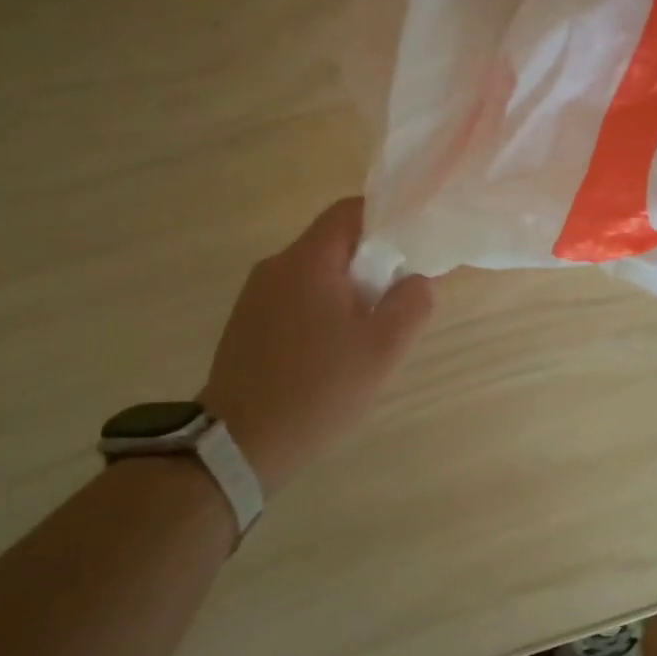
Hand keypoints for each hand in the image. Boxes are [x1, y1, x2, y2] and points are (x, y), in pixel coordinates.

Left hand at [201, 198, 432, 490]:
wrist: (240, 444)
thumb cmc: (318, 389)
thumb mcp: (382, 349)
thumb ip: (412, 304)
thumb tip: (416, 280)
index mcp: (307, 261)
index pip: (349, 211)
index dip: (385, 220)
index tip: (410, 250)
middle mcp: (275, 267)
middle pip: (332, 244)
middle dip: (370, 264)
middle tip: (394, 303)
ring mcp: (255, 297)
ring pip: (313, 275)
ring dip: (345, 293)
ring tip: (365, 336)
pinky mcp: (246, 325)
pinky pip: (293, 300)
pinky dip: (320, 312)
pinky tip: (330, 354)